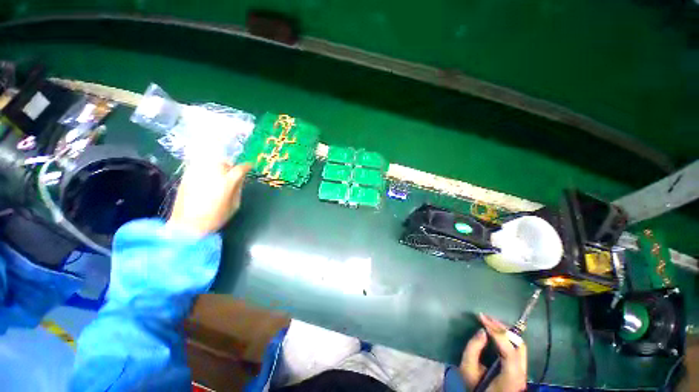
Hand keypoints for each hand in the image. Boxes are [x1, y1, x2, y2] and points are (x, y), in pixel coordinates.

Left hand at [167, 160, 251, 235]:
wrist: (187, 225)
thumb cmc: (215, 217)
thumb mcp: (234, 205)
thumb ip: (238, 189)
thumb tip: (239, 180)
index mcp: (227, 182)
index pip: (240, 169)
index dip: (246, 166)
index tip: (249, 166)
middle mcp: (212, 174)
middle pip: (224, 162)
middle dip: (230, 165)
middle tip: (232, 172)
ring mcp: (197, 173)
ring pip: (211, 161)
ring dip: (217, 164)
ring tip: (218, 172)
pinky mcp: (186, 176)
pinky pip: (198, 165)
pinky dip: (205, 167)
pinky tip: (206, 175)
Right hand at [460, 313, 526, 391]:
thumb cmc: (476, 387)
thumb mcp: (468, 370)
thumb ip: (473, 349)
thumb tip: (482, 331)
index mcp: (511, 376)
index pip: (509, 350)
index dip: (496, 332)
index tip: (481, 318)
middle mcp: (522, 373)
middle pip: (518, 345)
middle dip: (502, 328)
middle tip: (486, 317)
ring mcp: (523, 371)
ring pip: (519, 345)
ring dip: (505, 331)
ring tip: (490, 321)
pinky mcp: (520, 369)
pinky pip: (516, 348)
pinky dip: (507, 337)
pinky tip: (496, 332)